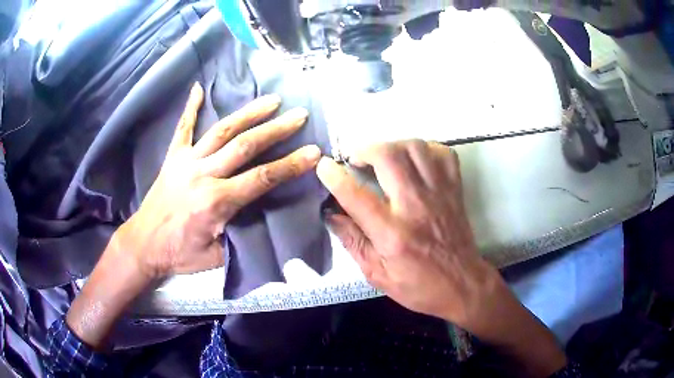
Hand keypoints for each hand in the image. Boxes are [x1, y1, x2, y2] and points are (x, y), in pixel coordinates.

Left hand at [118, 83, 320, 279]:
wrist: (143, 244)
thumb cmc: (179, 254)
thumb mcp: (215, 256)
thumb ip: (238, 234)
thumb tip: (258, 214)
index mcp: (216, 202)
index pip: (261, 178)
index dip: (291, 165)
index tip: (314, 152)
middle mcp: (203, 175)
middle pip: (246, 146)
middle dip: (277, 129)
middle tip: (300, 115)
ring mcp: (186, 162)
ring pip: (222, 131)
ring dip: (249, 113)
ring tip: (271, 100)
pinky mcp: (173, 157)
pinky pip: (183, 128)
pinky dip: (191, 107)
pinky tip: (198, 88)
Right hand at [317, 140, 566, 376]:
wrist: (463, 285)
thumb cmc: (419, 286)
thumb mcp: (377, 275)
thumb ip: (353, 241)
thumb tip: (330, 214)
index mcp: (393, 234)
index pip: (356, 196)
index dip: (335, 176)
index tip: (324, 165)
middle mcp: (416, 207)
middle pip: (389, 157)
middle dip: (366, 150)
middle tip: (357, 160)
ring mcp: (439, 194)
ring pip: (415, 148)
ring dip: (393, 145)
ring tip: (384, 158)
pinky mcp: (455, 190)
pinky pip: (443, 153)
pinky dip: (426, 149)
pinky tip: (415, 160)